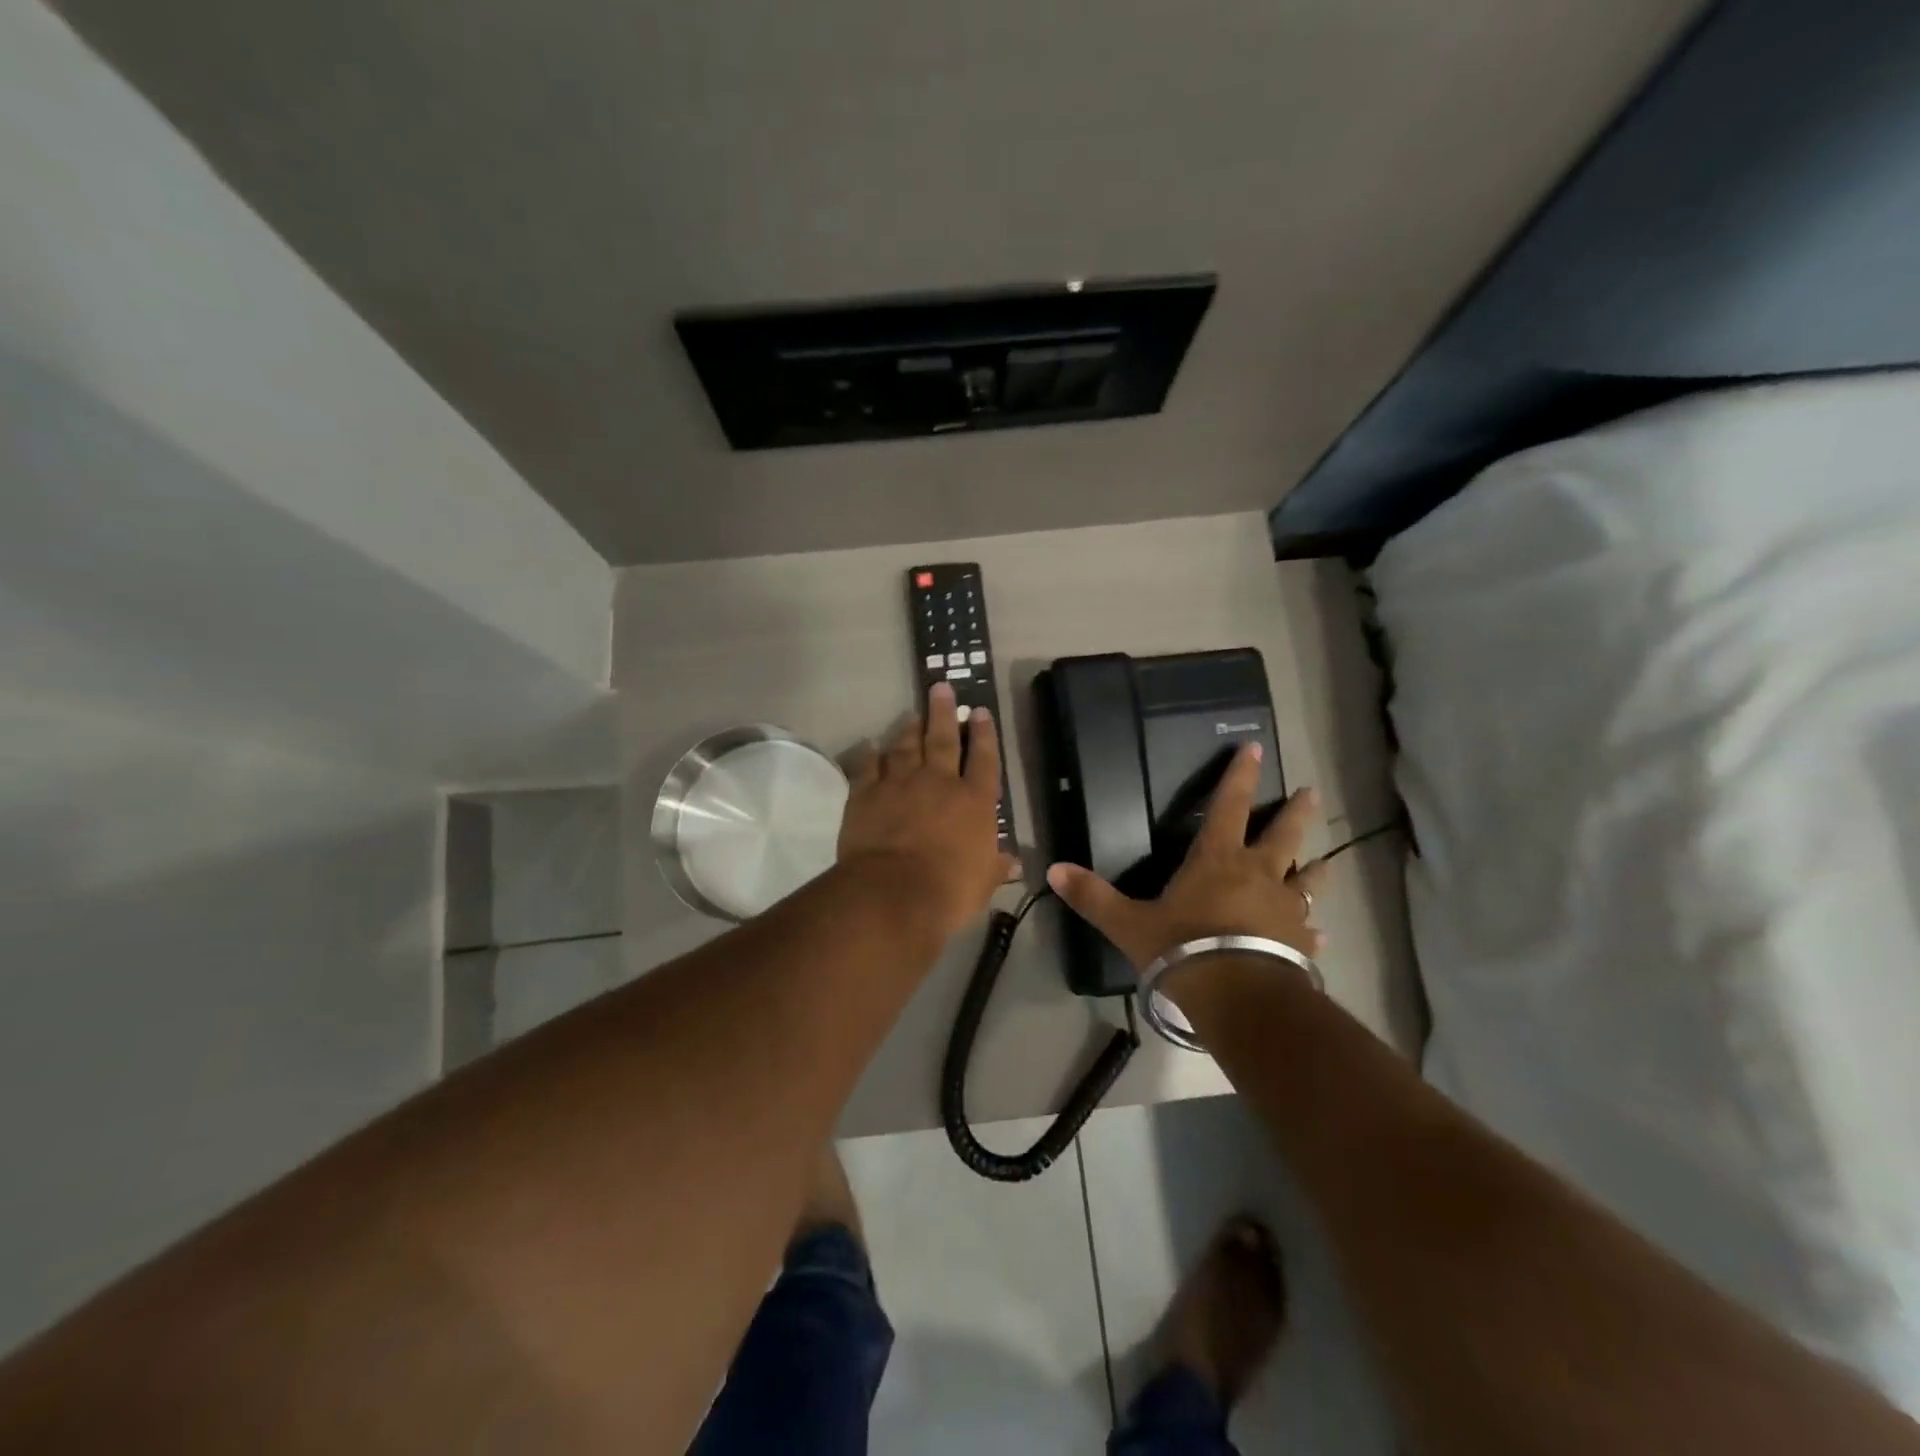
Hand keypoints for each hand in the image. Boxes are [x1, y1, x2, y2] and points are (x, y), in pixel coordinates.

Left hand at [838, 682, 1015, 937]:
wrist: (894, 892)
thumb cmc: (949, 889)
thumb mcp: (983, 882)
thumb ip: (996, 866)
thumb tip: (1014, 863)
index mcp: (974, 801)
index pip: (984, 759)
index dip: (984, 734)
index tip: (980, 711)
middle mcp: (939, 782)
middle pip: (944, 739)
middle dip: (944, 712)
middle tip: (941, 686)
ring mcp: (900, 783)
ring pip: (906, 746)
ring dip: (910, 729)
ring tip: (913, 715)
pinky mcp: (866, 793)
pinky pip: (868, 766)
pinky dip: (870, 755)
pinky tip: (871, 747)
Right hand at [1045, 744, 1326, 967]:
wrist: (1239, 999)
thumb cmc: (1183, 950)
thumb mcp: (1129, 924)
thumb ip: (1093, 897)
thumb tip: (1053, 870)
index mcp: (1218, 860)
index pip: (1229, 806)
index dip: (1239, 776)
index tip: (1253, 747)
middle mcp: (1259, 875)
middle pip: (1284, 834)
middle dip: (1296, 811)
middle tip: (1310, 792)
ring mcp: (1286, 909)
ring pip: (1309, 879)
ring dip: (1317, 866)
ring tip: (1328, 859)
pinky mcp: (1302, 944)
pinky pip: (1310, 929)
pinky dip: (1312, 928)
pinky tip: (1319, 934)